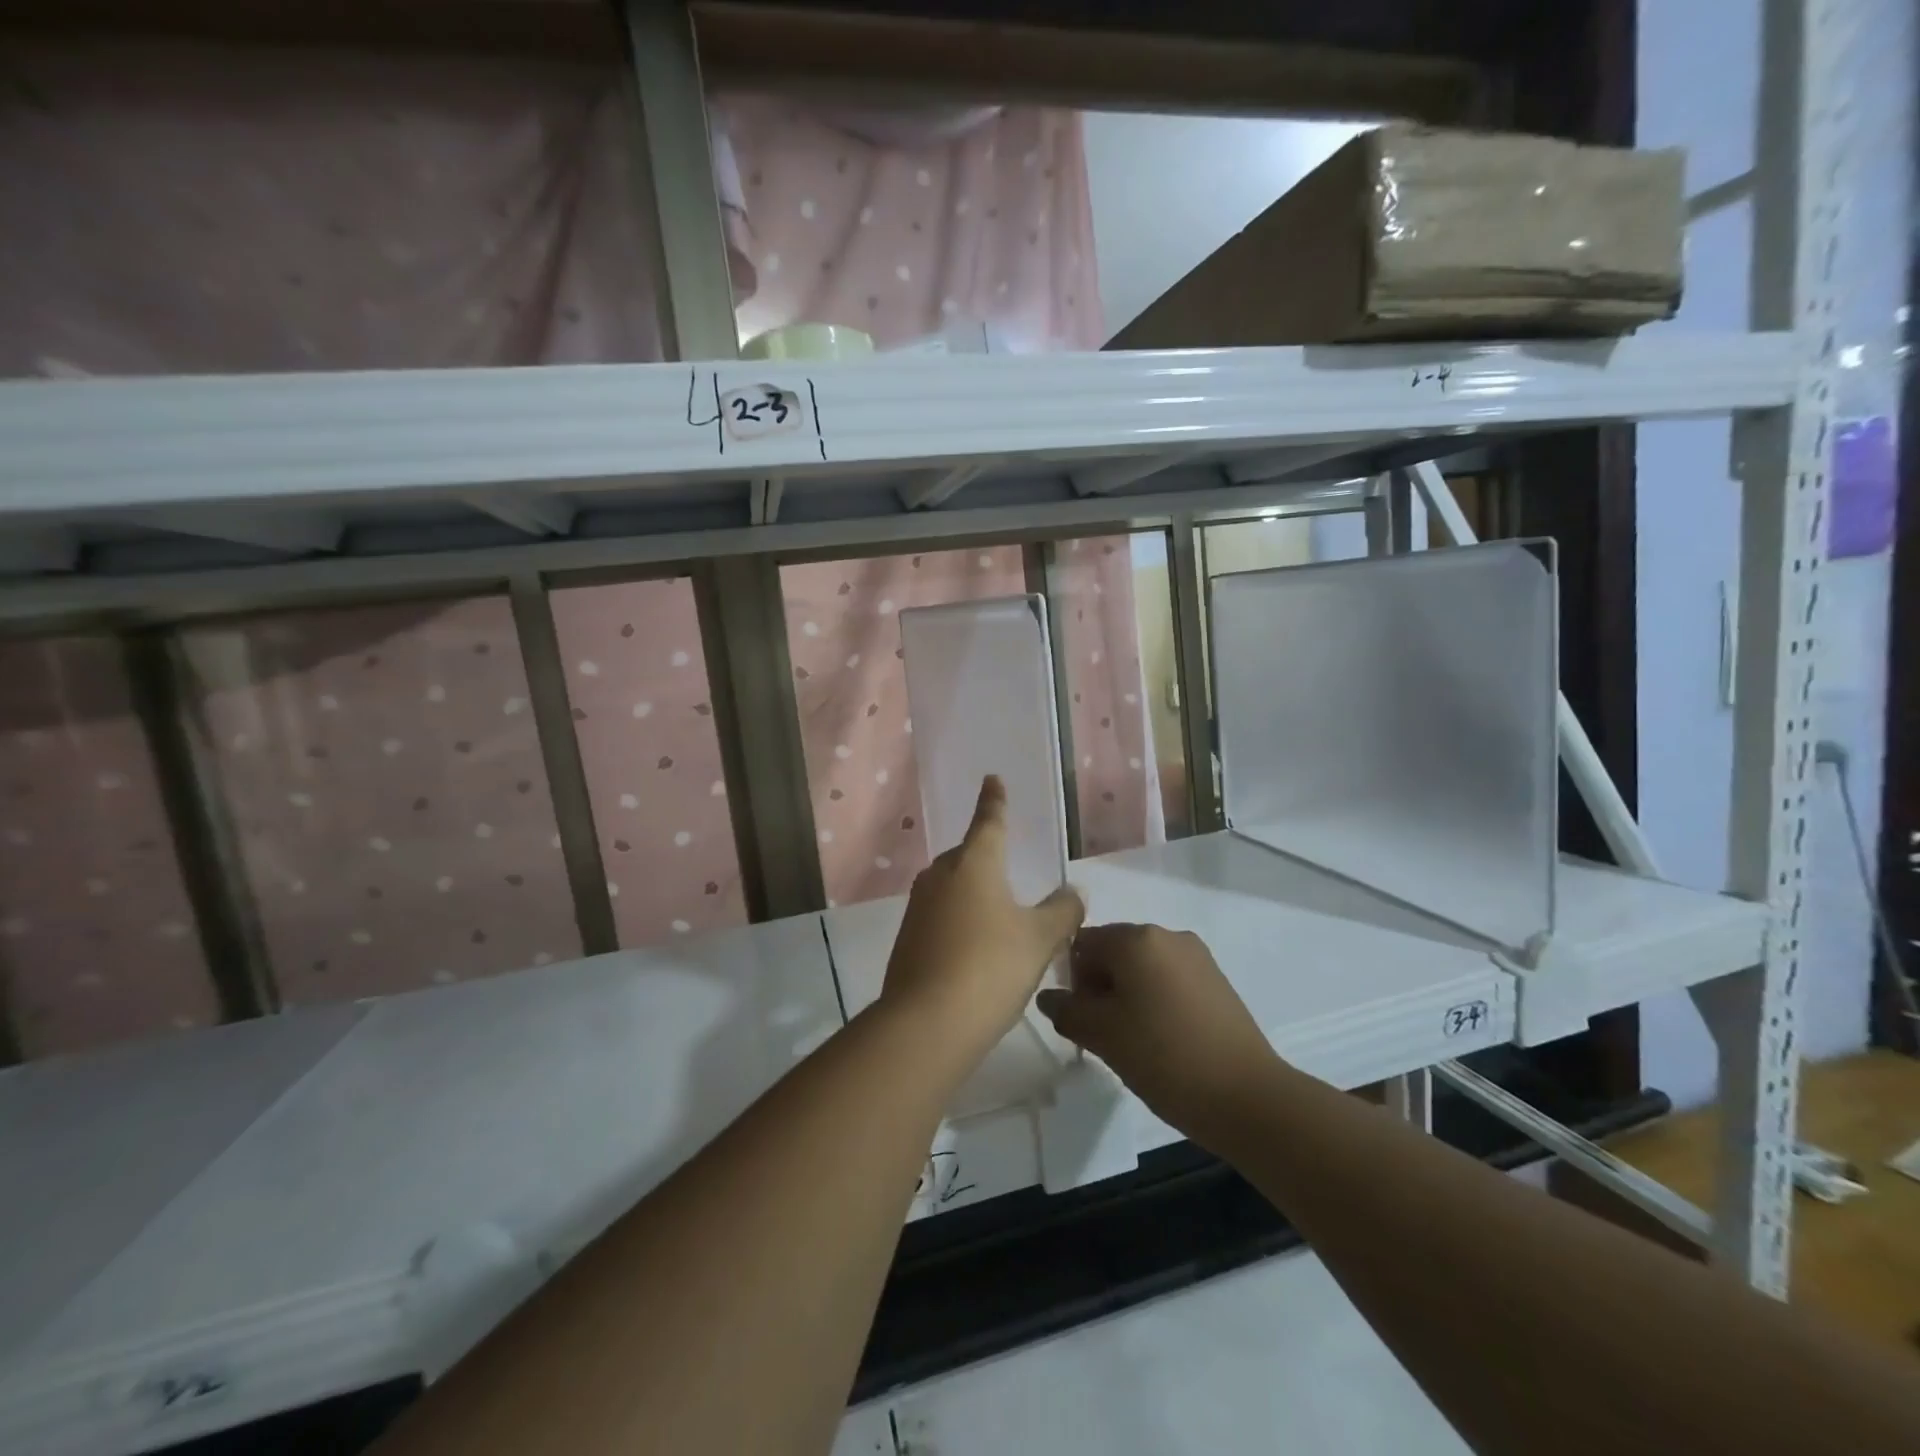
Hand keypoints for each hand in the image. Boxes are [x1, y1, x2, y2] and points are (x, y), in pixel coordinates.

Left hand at [879, 776, 1084, 1073]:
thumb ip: (1062, 911)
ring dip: (972, 893)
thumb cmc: (991, 966)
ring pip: (951, 887)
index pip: (989, 821)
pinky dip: (958, 922)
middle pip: (967, 855)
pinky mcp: (906, 938)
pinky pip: (939, 916)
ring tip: (997, 915)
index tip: (992, 779)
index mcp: (975, 863)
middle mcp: (941, 875)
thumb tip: (1074, 892)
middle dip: (986, 857)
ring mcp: (918, 907)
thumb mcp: (1040, 939)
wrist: (927, 1023)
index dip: (994, 801)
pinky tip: (973, 949)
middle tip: (1008, 867)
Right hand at [1036, 923, 1280, 1147]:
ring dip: (1126, 995)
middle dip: (1099, 986)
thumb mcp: (1102, 1036)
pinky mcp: (1216, 981)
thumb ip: (1067, 1010)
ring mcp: (1197, 957)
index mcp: (1136, 938)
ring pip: (1142, 968)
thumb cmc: (1165, 1058)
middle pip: (1113, 951)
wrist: (1248, 1098)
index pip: (1083, 943)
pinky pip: (1169, 980)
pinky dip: (1155, 1001)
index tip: (1080, 1018)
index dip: (1071, 979)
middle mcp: (1167, 935)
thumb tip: (1049, 997)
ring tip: (1132, 1041)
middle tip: (1102, 1034)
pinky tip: (1161, 1040)